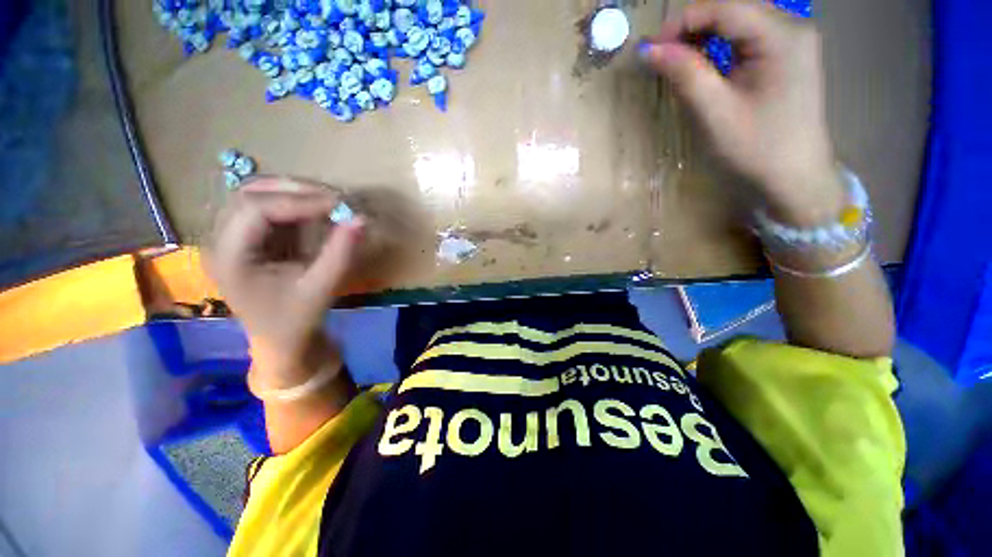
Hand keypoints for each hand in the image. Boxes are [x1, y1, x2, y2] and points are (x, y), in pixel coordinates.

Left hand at [205, 178, 363, 391]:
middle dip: (295, 191)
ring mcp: (230, 238)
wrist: (280, 340)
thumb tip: (361, 219)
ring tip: (328, 203)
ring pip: (257, 195)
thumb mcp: (321, 289)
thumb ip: (340, 253)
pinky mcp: (247, 239)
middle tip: (335, 199)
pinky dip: (294, 205)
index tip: (339, 204)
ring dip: (294, 193)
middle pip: (249, 194)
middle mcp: (221, 241)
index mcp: (230, 258)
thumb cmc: (296, 320)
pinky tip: (317, 212)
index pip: (255, 209)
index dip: (298, 201)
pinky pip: (268, 208)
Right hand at [641, 1, 844, 225]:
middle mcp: (792, 27)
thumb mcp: (716, 113)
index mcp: (781, 36)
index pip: (724, 8)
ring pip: (739, 20)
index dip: (682, 22)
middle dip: (692, 28)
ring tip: (678, 63)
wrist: (795, 176)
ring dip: (704, 36)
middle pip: (733, 9)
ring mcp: (793, 39)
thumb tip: (651, 51)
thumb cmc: (757, 148)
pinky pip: (748, 36)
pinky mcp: (788, 54)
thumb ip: (685, 75)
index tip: (651, 49)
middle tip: (662, 58)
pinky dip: (720, 45)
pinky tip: (705, 65)